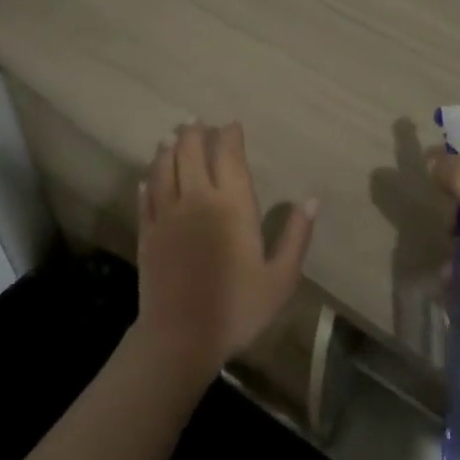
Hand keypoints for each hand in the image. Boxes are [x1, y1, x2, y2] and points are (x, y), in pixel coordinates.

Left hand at [136, 123, 317, 380]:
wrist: (180, 338)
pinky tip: (149, 176)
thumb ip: (296, 236)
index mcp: (233, 204)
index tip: (232, 125)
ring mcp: (168, 213)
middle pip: (191, 150)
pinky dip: (149, 180)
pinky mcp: (147, 232)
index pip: (229, 154)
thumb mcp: (280, 278)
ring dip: (169, 148)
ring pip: (165, 166)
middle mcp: (198, 198)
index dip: (230, 135)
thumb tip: (312, 200)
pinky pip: (146, 196)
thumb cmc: (237, 308)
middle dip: (195, 132)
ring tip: (172, 137)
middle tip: (198, 122)